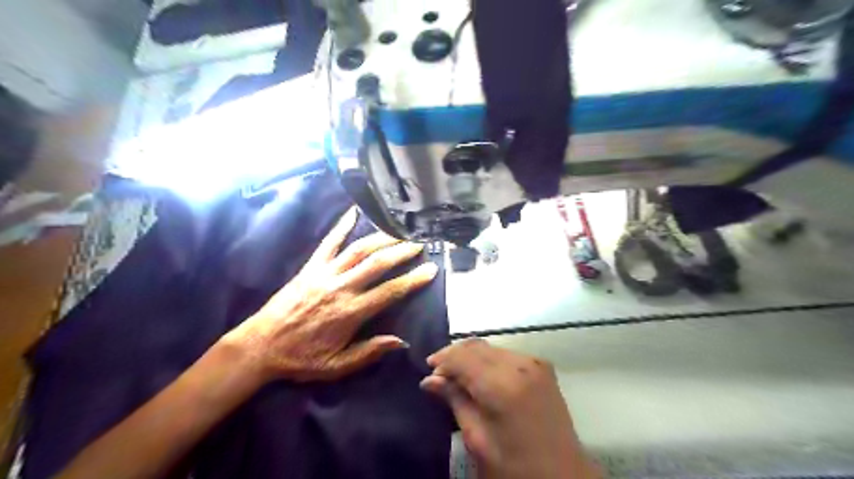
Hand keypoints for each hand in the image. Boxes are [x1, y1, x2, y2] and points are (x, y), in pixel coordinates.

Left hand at [222, 208, 435, 382]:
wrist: (259, 345)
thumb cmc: (300, 358)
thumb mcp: (336, 365)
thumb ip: (369, 352)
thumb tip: (401, 341)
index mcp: (350, 312)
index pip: (389, 292)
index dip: (413, 280)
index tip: (431, 269)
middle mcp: (341, 287)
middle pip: (377, 264)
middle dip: (402, 252)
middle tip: (420, 242)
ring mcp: (324, 273)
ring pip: (358, 250)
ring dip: (381, 238)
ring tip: (400, 231)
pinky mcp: (310, 267)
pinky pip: (328, 242)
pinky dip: (341, 226)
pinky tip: (354, 211)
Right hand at [421, 339, 598, 476]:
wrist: (564, 476)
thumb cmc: (516, 468)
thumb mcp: (478, 440)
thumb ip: (455, 402)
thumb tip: (430, 380)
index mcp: (504, 386)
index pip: (463, 357)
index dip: (442, 361)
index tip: (428, 372)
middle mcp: (521, 365)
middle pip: (476, 347)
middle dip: (454, 356)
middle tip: (438, 374)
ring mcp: (535, 363)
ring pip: (490, 348)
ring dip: (470, 357)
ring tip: (457, 376)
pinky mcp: (542, 366)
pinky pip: (506, 354)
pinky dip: (488, 360)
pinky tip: (480, 376)